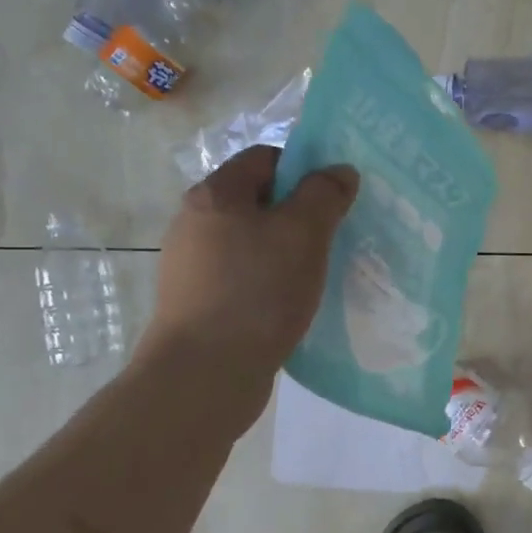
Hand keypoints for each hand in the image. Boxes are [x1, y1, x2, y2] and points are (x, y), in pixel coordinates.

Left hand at [144, 145, 358, 376]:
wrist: (204, 375)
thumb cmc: (257, 290)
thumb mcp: (303, 233)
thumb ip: (324, 194)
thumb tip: (339, 170)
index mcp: (215, 194)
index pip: (265, 157)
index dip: (303, 168)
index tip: (334, 197)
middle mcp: (194, 223)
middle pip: (257, 201)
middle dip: (298, 213)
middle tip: (333, 235)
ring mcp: (192, 266)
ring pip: (251, 242)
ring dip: (285, 251)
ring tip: (317, 273)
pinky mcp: (197, 304)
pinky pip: (243, 277)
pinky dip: (268, 282)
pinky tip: (290, 304)